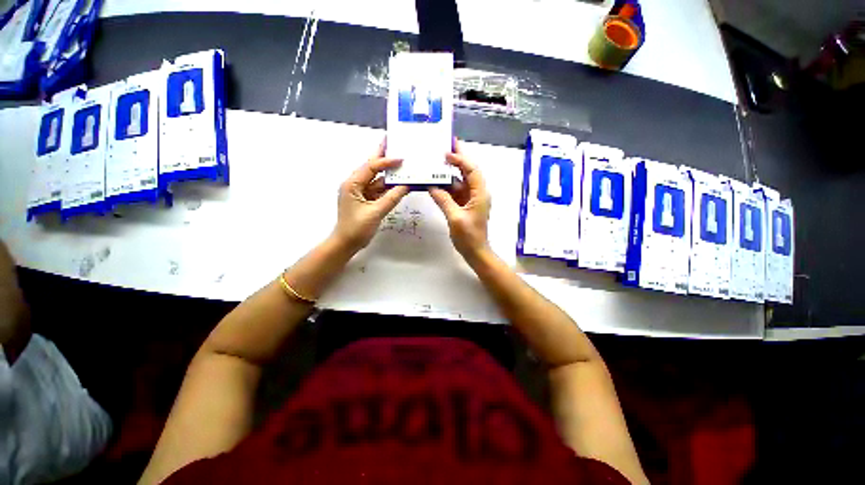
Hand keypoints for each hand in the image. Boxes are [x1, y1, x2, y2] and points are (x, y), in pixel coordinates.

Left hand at [332, 141, 409, 250]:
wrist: (347, 243)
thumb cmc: (357, 228)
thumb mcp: (376, 212)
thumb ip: (392, 198)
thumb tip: (407, 186)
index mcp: (352, 183)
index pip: (371, 167)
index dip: (386, 161)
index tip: (401, 158)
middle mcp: (356, 184)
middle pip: (372, 167)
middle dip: (383, 155)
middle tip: (394, 141)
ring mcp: (361, 192)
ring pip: (377, 179)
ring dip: (389, 174)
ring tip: (403, 164)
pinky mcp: (366, 200)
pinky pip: (379, 190)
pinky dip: (389, 187)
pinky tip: (400, 183)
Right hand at [428, 140, 491, 259]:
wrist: (475, 251)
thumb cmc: (468, 236)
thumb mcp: (455, 217)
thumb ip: (443, 200)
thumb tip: (431, 185)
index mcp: (479, 193)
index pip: (471, 170)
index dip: (460, 159)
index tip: (446, 152)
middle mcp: (477, 192)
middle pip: (468, 171)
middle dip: (457, 158)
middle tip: (444, 145)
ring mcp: (470, 198)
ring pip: (460, 180)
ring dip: (450, 172)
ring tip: (436, 162)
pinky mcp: (464, 204)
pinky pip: (455, 191)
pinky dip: (446, 186)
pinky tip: (436, 181)